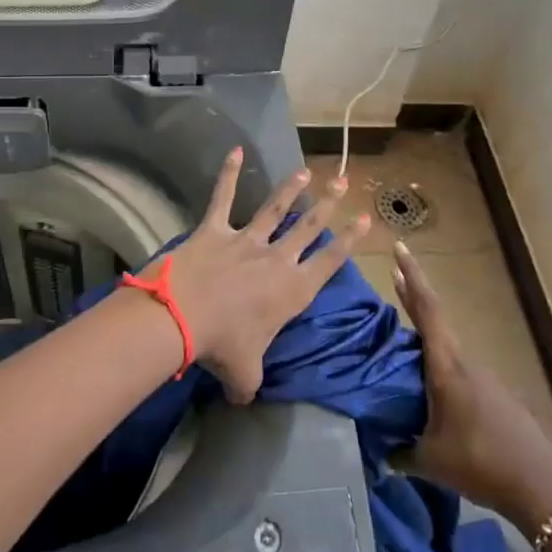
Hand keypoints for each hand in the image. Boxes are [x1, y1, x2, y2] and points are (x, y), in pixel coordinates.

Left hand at [147, 148, 369, 404]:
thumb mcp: (244, 376)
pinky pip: (223, 196)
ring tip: (306, 171)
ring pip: (275, 209)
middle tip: (344, 182)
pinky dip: (229, 173)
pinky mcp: (215, 229)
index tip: (367, 219)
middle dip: (328, 204)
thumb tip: (244, 401)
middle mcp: (276, 259)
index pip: (330, 262)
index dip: (351, 240)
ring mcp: (246, 240)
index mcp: (292, 291)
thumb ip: (250, 386)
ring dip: (291, 189)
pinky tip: (235, 150)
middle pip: (309, 227)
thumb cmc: (222, 346)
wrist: (184, 316)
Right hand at [393, 240, 551, 532]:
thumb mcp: (430, 461)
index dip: (412, 278)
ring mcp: (485, 378)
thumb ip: (402, 452)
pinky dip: (441, 366)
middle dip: (415, 297)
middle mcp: (466, 363)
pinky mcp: (497, 396)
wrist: (541, 489)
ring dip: (426, 337)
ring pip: (448, 348)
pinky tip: (433, 391)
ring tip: (402, 343)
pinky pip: (460, 371)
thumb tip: (382, 453)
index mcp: (447, 367)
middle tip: (396, 276)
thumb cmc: (480, 463)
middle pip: (436, 321)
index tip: (400, 248)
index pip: (427, 311)